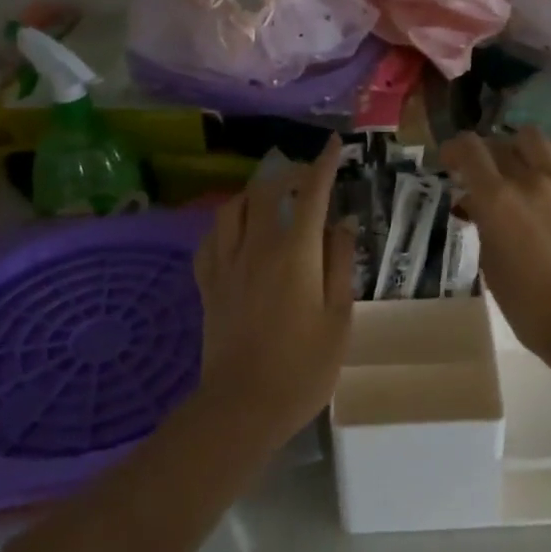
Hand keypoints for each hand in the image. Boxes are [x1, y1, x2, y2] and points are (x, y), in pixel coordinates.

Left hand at [192, 137, 355, 446]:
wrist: (243, 406)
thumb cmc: (303, 367)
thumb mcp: (338, 317)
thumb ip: (340, 264)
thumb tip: (342, 224)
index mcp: (296, 253)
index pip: (312, 193)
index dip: (324, 164)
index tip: (334, 144)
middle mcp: (257, 246)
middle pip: (267, 190)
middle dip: (289, 173)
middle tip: (307, 176)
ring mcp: (227, 264)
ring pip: (233, 208)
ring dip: (254, 193)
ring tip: (270, 198)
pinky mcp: (208, 284)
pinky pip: (211, 238)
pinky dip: (225, 224)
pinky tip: (235, 231)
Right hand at [439, 127, 550, 363]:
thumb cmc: (528, 304)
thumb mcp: (491, 264)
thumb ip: (482, 223)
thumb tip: (477, 204)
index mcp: (497, 199)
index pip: (469, 149)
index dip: (454, 149)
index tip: (449, 161)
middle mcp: (531, 179)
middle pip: (501, 141)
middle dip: (486, 153)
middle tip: (485, 172)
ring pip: (537, 138)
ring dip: (520, 147)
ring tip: (520, 166)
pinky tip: (550, 180)